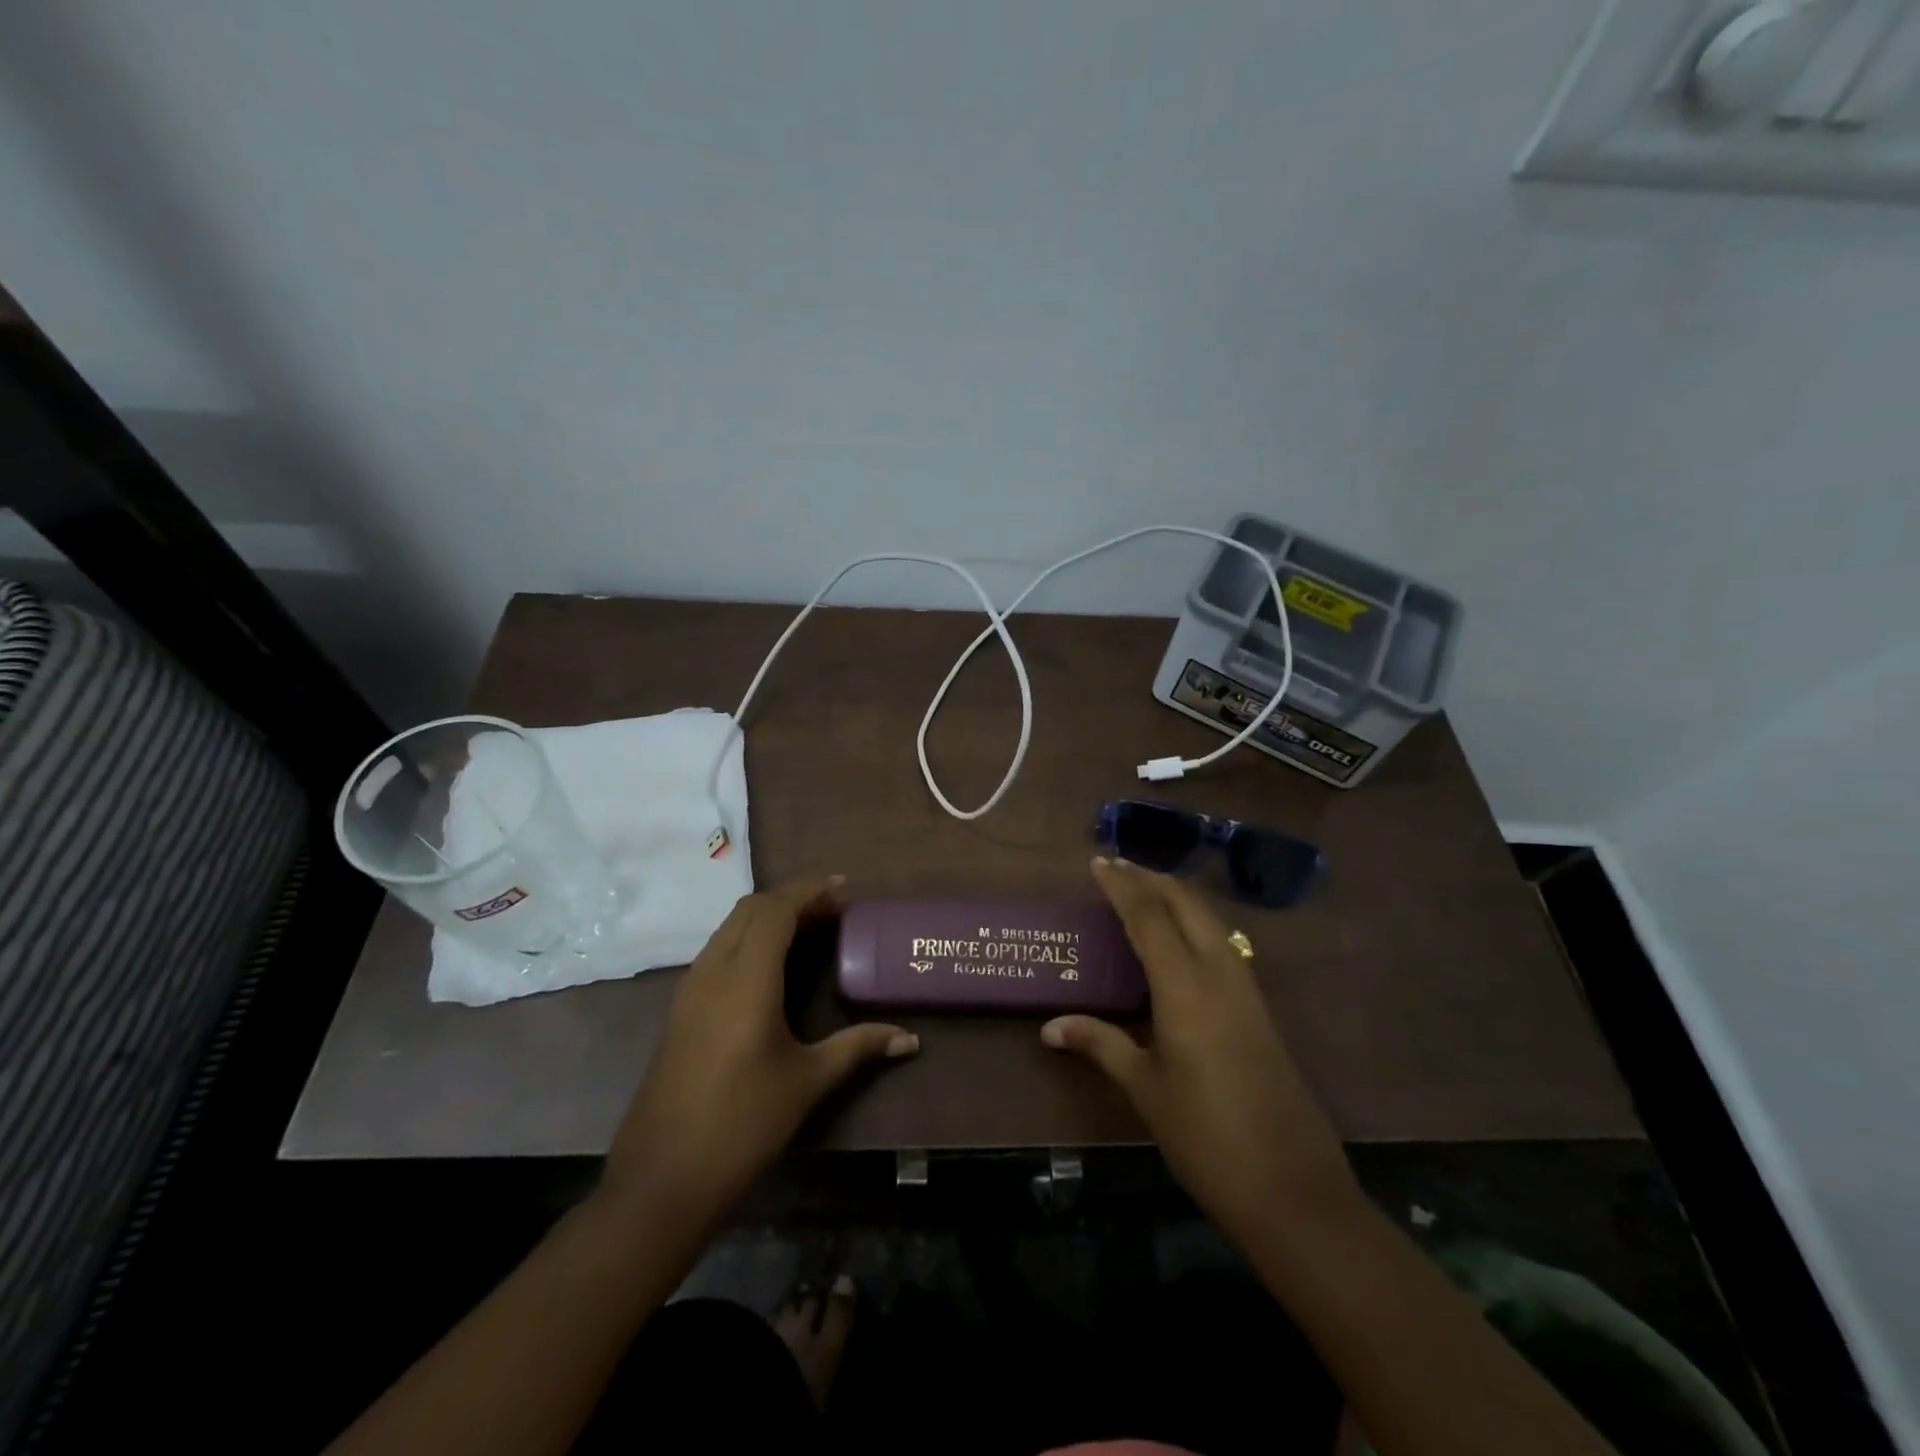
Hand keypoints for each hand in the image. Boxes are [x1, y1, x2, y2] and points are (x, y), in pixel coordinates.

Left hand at [599, 875, 918, 1230]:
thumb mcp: (807, 1082)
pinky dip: (749, 939)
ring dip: (767, 917)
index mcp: (746, 980)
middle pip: (750, 909)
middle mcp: (713, 971)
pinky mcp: (680, 1009)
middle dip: (791, 898)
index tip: (843, 888)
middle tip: (831, 912)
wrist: (661, 1180)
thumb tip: (910, 1039)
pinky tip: (772, 967)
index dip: (809, 890)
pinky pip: (718, 950)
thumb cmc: (742, 1125)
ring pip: (729, 927)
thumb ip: (858, 1048)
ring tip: (808, 931)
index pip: (775, 910)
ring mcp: (690, 989)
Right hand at [1043, 857, 1356, 1242]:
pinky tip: (1180, 938)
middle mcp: (1219, 973)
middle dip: (1151, 878)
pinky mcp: (1259, 1008)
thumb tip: (1050, 1027)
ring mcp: (1246, 989)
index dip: (1121, 886)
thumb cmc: (1206, 1137)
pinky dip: (1195, 922)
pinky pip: (1223, 942)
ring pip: (1210, 919)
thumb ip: (1099, 1045)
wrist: (1293, 1190)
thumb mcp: (1145, 1089)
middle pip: (1186, 904)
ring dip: (1176, 896)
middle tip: (1117, 867)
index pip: (1148, 917)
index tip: (1098, 862)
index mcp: (1185, 987)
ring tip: (1144, 890)